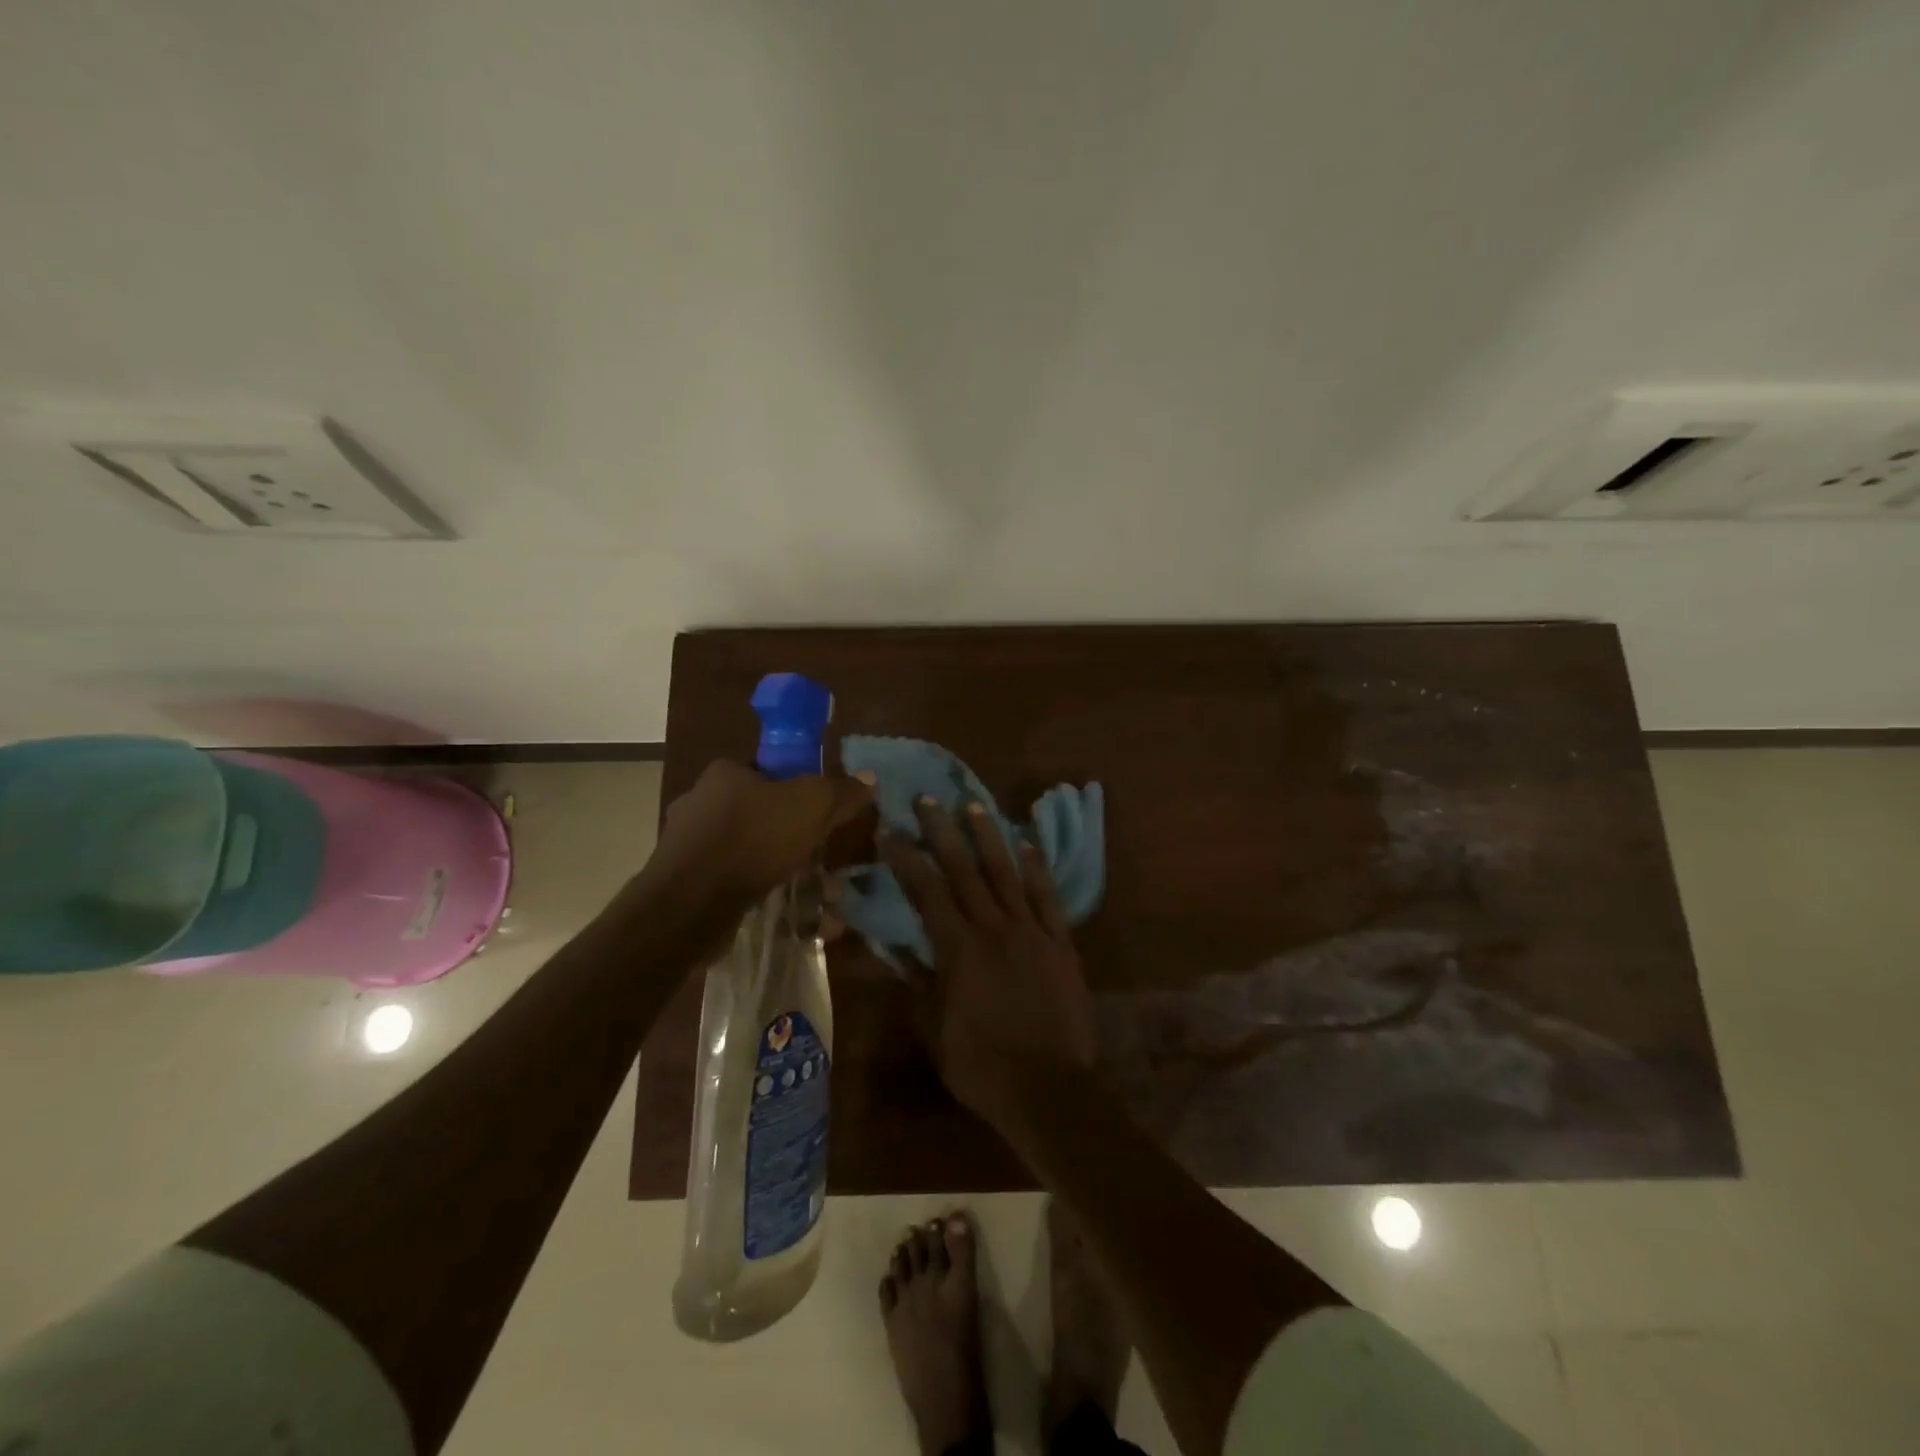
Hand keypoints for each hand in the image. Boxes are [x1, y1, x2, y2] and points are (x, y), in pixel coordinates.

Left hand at [644, 760, 874, 918]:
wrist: (690, 905)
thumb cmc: (752, 839)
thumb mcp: (811, 805)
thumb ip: (840, 791)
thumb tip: (869, 778)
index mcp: (724, 774)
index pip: (768, 771)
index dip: (798, 789)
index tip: (820, 814)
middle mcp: (700, 803)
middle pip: (760, 812)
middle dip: (794, 836)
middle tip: (820, 854)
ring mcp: (689, 846)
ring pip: (748, 851)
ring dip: (781, 868)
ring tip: (814, 893)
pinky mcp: (686, 885)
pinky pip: (734, 881)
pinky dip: (760, 892)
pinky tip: (786, 910)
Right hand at [881, 799, 1095, 1121]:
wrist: (1048, 1088)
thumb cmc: (981, 1064)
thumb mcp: (934, 1029)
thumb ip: (917, 981)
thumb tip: (896, 945)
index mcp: (958, 949)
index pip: (926, 891)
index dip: (906, 858)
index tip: (890, 829)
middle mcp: (993, 928)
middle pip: (964, 870)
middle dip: (942, 832)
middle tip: (927, 800)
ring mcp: (1031, 932)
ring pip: (1006, 874)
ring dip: (988, 837)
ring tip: (973, 806)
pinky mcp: (1060, 943)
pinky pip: (1047, 898)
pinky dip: (1037, 869)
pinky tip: (1028, 844)